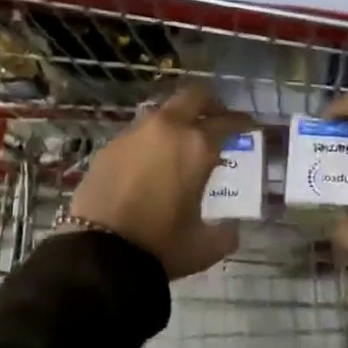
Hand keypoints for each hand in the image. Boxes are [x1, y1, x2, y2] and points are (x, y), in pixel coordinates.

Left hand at [71, 83, 251, 280]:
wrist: (99, 249)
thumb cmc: (160, 244)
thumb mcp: (202, 247)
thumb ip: (223, 234)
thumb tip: (231, 231)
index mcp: (197, 147)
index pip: (226, 122)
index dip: (241, 122)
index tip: (249, 125)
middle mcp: (168, 129)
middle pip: (194, 97)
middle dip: (209, 104)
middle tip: (217, 119)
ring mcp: (136, 133)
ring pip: (163, 112)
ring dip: (177, 120)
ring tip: (181, 142)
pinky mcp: (111, 145)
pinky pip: (138, 132)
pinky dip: (151, 139)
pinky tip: (150, 161)